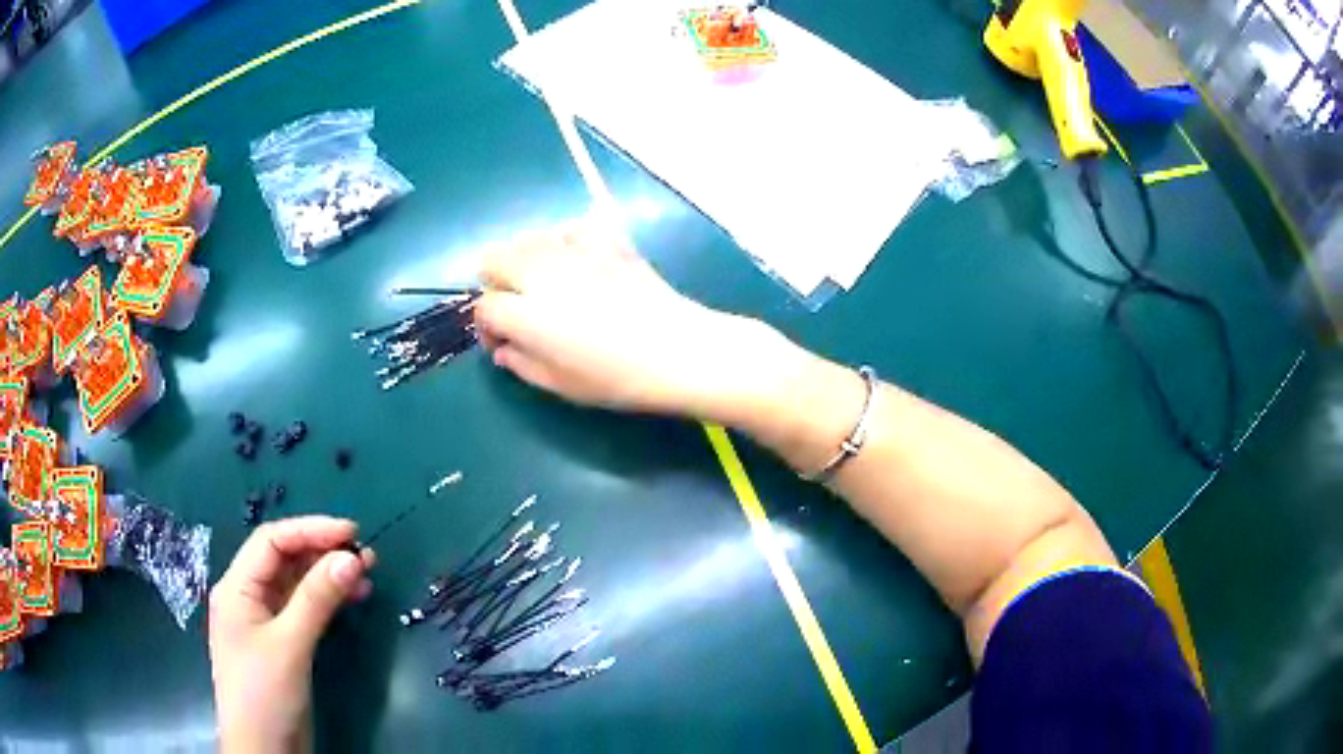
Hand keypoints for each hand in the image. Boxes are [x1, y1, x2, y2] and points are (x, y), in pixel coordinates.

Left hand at [209, 517, 374, 753]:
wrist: (264, 750)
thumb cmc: (265, 693)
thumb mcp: (290, 645)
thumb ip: (317, 600)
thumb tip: (352, 558)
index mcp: (237, 587)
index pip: (271, 541)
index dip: (310, 530)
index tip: (352, 533)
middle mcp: (248, 597)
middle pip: (284, 560)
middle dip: (322, 552)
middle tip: (366, 554)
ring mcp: (265, 621)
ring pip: (296, 584)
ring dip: (328, 576)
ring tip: (367, 574)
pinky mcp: (282, 643)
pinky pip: (304, 609)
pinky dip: (328, 601)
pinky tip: (352, 599)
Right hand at [474, 221, 785, 419]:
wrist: (676, 349)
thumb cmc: (616, 377)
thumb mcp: (560, 384)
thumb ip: (521, 364)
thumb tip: (504, 349)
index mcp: (524, 312)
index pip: (484, 307)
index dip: (487, 327)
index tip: (503, 343)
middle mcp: (540, 272)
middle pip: (494, 258)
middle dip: (496, 284)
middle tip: (518, 309)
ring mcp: (574, 251)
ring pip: (528, 239)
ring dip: (525, 261)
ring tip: (547, 286)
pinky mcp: (606, 241)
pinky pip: (571, 229)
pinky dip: (566, 243)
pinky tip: (580, 263)